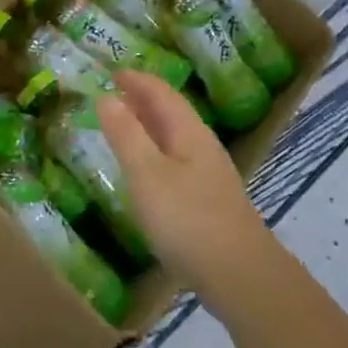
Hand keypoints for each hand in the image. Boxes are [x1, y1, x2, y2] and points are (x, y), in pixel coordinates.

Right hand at [96, 71, 276, 304]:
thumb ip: (126, 135)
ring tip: (125, 126)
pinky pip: (178, 159)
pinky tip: (148, 170)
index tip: (112, 71)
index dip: (137, 79)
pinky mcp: (210, 200)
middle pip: (172, 112)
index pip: (161, 92)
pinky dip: (156, 151)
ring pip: (176, 136)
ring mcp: (210, 174)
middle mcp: (203, 145)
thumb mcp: (147, 174)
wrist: (241, 276)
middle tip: (114, 93)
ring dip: (150, 125)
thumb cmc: (187, 219)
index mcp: (189, 132)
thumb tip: (106, 96)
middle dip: (143, 99)